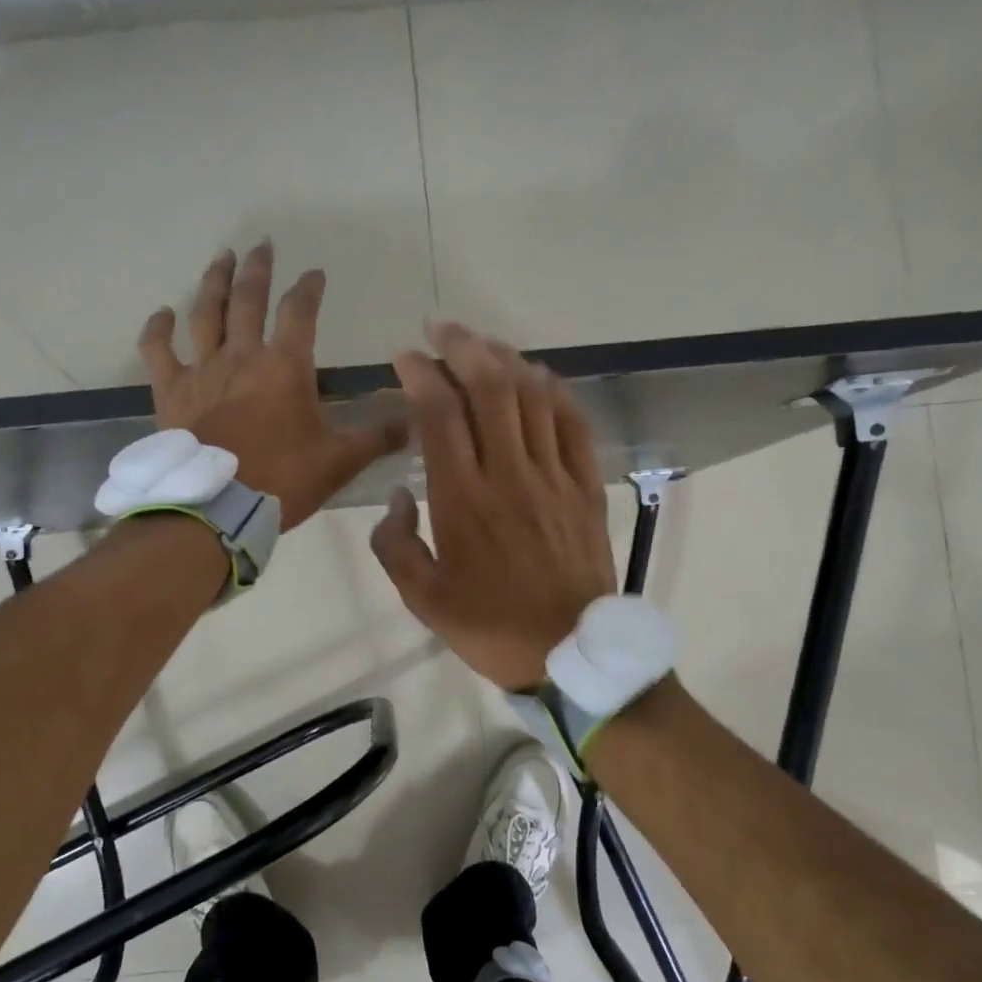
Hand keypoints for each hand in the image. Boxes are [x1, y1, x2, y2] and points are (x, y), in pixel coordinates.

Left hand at [139, 242, 404, 529]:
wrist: (218, 509)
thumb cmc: (283, 481)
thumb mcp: (340, 461)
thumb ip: (376, 437)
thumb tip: (414, 421)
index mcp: (285, 367)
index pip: (300, 312)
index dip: (309, 288)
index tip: (315, 273)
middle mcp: (242, 356)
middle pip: (248, 299)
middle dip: (258, 269)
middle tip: (262, 245)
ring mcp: (202, 371)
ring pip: (205, 313)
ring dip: (214, 281)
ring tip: (221, 258)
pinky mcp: (171, 392)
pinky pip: (158, 350)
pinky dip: (158, 328)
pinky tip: (162, 313)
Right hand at [369, 321, 616, 689]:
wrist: (567, 652)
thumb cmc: (488, 627)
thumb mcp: (421, 599)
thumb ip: (395, 544)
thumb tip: (400, 496)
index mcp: (463, 500)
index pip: (440, 414)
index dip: (420, 374)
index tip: (404, 358)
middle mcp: (509, 475)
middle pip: (489, 387)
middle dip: (461, 346)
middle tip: (440, 329)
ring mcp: (554, 476)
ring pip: (532, 395)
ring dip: (505, 358)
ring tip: (481, 345)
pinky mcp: (585, 486)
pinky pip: (573, 422)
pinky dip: (554, 390)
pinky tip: (538, 375)